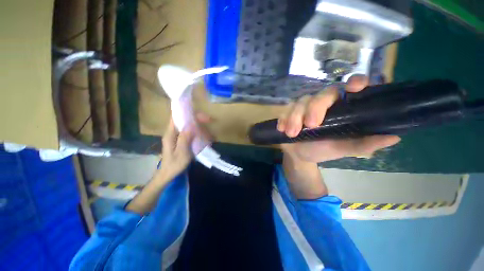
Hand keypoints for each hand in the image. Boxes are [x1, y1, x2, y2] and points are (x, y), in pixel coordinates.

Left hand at [156, 113, 212, 181]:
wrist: (168, 174)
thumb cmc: (174, 165)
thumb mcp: (181, 152)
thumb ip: (184, 139)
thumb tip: (191, 125)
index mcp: (170, 134)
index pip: (176, 118)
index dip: (187, 113)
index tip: (200, 115)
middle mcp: (173, 133)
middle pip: (184, 121)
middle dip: (197, 120)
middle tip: (209, 121)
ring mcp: (177, 137)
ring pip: (188, 126)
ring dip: (199, 127)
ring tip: (209, 133)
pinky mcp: (181, 141)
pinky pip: (190, 133)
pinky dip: (198, 133)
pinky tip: (205, 138)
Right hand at [277, 75, 400, 162]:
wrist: (300, 155)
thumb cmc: (323, 150)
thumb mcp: (343, 149)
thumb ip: (363, 144)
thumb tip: (393, 137)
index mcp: (340, 108)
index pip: (348, 88)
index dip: (354, 82)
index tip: (355, 87)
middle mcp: (322, 103)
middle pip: (321, 94)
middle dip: (315, 108)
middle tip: (311, 125)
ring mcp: (303, 107)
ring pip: (300, 102)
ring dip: (295, 117)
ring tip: (292, 133)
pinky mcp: (289, 113)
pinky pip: (285, 111)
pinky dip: (283, 119)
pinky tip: (282, 129)